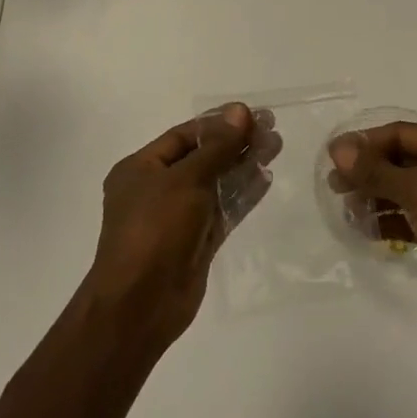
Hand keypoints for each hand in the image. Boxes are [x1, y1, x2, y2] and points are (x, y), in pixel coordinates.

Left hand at [83, 103, 279, 352]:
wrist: (140, 305)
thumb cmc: (155, 230)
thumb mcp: (185, 180)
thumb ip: (216, 147)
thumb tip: (240, 111)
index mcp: (141, 168)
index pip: (184, 135)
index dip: (218, 123)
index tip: (252, 114)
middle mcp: (157, 189)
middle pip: (203, 156)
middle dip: (235, 142)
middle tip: (270, 127)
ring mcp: (178, 216)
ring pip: (216, 182)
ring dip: (244, 164)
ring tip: (275, 145)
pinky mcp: (197, 241)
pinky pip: (222, 209)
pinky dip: (242, 194)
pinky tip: (266, 178)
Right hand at [329, 122, 416, 329]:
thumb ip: (375, 170)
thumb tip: (338, 148)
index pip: (400, 134)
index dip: (366, 143)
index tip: (333, 157)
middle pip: (401, 160)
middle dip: (368, 172)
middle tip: (334, 187)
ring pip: (405, 189)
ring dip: (376, 197)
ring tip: (347, 211)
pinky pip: (412, 215)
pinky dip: (390, 220)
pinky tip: (365, 231)